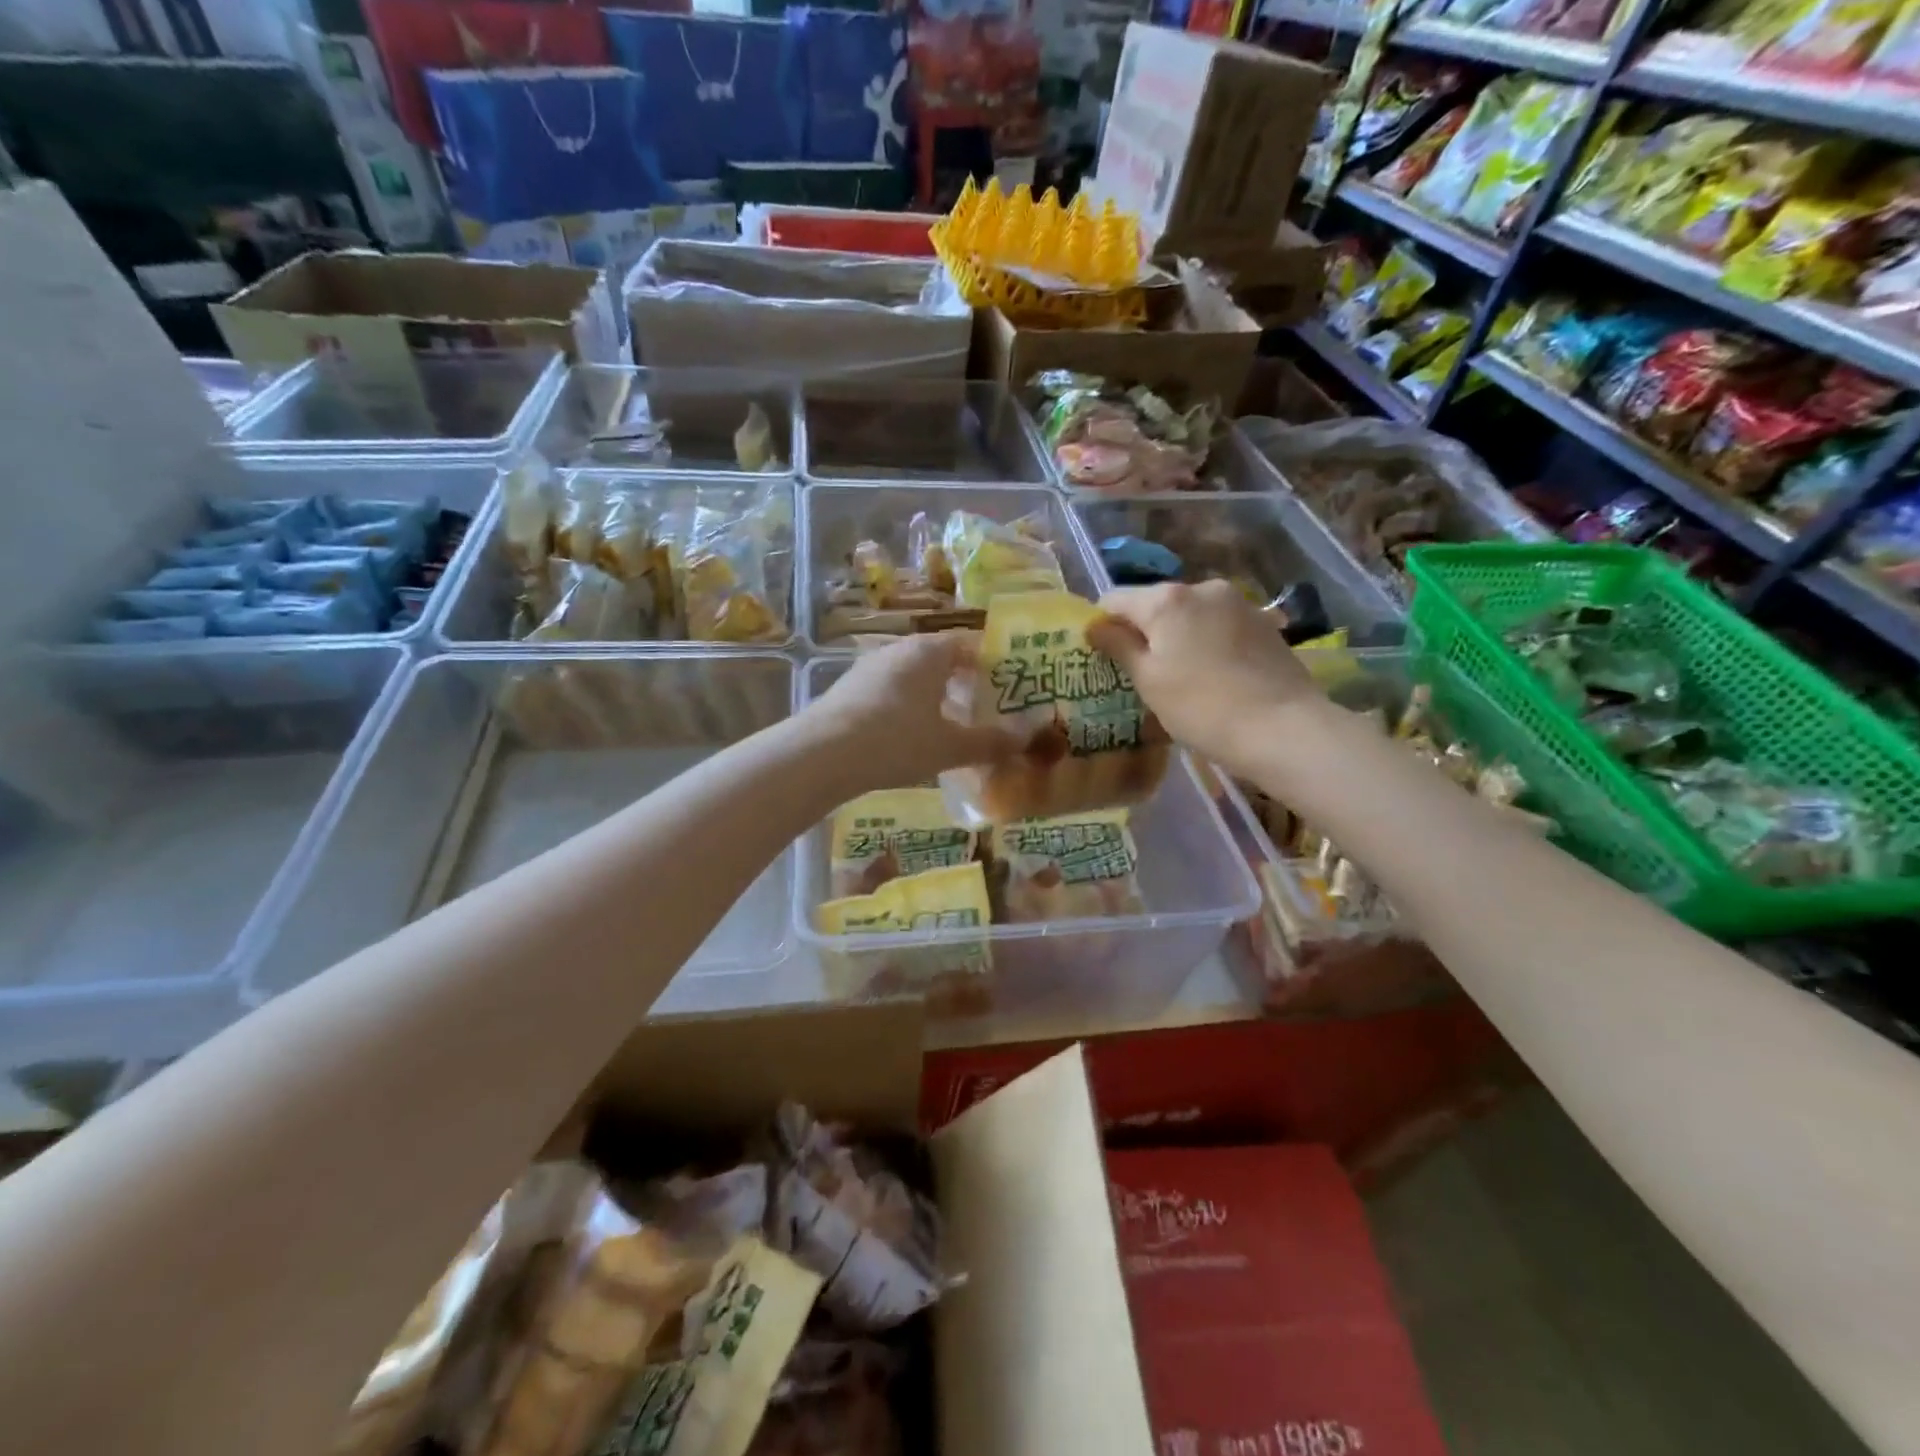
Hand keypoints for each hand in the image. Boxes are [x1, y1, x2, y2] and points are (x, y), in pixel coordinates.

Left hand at [801, 633, 1022, 793]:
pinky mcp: (848, 689)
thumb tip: (1031, 736)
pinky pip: (889, 692)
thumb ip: (992, 741)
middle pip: (941, 659)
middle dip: (964, 683)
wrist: (821, 755)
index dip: (993, 664)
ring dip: (933, 696)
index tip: (1009, 687)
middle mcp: (899, 649)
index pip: (971, 644)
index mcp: (930, 651)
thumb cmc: (897, 741)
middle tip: (985, 711)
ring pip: (913, 676)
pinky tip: (908, 737)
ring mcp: (869, 667)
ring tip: (950, 727)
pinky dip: (906, 708)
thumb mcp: (950, 746)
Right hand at [1088, 580, 1324, 781]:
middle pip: (1155, 604)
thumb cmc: (1201, 707)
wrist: (1282, 727)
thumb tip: (1095, 625)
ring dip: (1178, 636)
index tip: (1103, 657)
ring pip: (1190, 614)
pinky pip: (1218, 625)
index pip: (1115, 600)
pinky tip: (1214, 674)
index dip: (1103, 625)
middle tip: (1142, 673)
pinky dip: (1207, 641)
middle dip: (1144, 631)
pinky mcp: (1263, 621)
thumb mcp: (1148, 681)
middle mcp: (1201, 587)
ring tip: (1182, 676)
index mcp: (1166, 599)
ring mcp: (1237, 602)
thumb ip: (1118, 646)